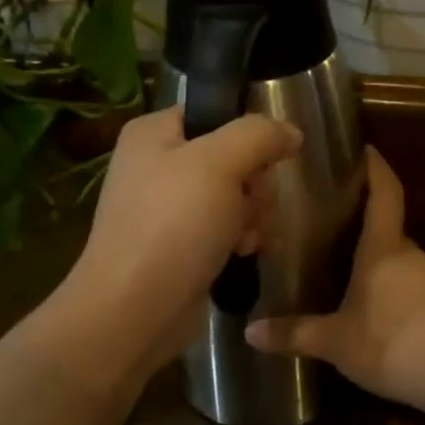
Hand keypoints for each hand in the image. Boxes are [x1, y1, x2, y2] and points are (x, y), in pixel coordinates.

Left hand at [60, 106, 301, 376]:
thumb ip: (260, 135)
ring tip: (245, 239)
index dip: (248, 135)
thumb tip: (291, 131)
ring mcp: (169, 209)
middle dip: (255, 186)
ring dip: (253, 216)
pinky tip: (243, 255)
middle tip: (249, 207)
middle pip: (234, 157)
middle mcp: (159, 165)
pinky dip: (241, 240)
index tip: (264, 161)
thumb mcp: (220, 164)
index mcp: (155, 134)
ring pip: (238, 195)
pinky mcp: (182, 245)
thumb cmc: (172, 226)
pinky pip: (227, 228)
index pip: (216, 113)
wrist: (133, 311)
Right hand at [247, 148, 424, 411]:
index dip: (376, 168)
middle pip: (387, 226)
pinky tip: (372, 306)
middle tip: (328, 222)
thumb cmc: (392, 343)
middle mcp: (411, 254)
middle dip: (362, 221)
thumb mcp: (336, 342)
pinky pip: (409, 283)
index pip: (385, 192)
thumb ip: (295, 334)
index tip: (364, 149)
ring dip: (375, 258)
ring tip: (342, 266)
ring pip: (398, 258)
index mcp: (384, 248)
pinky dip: (389, 286)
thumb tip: (249, 332)